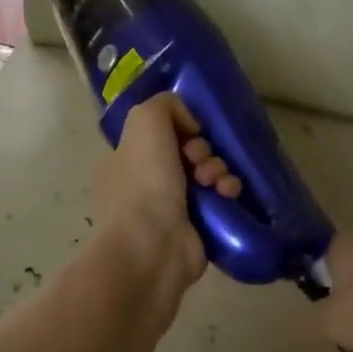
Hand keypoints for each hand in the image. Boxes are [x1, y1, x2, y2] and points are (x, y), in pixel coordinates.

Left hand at [94, 93, 240, 287]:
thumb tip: (189, 125)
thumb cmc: (144, 182)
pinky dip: (227, 192)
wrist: (154, 246)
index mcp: (125, 160)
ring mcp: (169, 210)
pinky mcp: (195, 230)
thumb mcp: (145, 121)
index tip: (189, 133)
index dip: (180, 127)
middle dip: (202, 150)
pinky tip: (228, 194)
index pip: (159, 133)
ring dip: (218, 169)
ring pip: (206, 174)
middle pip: (186, 152)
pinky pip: (219, 201)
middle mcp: (143, 184)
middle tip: (199, 160)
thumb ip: (165, 105)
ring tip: (215, 181)